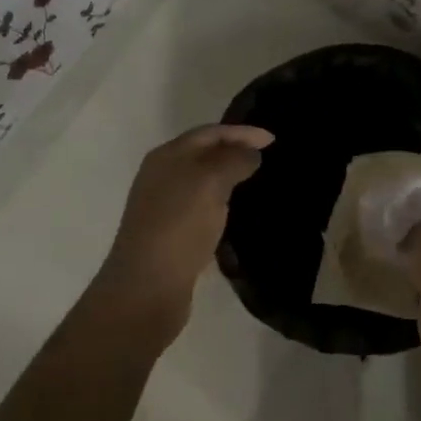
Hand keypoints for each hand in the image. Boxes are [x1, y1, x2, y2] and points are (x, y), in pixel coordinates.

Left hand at [99, 124, 273, 325]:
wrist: (147, 288)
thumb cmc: (179, 225)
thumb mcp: (211, 182)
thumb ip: (234, 160)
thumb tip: (250, 153)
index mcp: (167, 156)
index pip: (209, 133)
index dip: (242, 132)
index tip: (273, 140)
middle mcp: (161, 176)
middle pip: (203, 154)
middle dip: (234, 152)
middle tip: (266, 158)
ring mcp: (163, 206)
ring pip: (202, 182)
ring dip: (228, 178)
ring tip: (256, 183)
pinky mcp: (170, 235)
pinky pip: (201, 209)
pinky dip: (221, 204)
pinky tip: (236, 215)